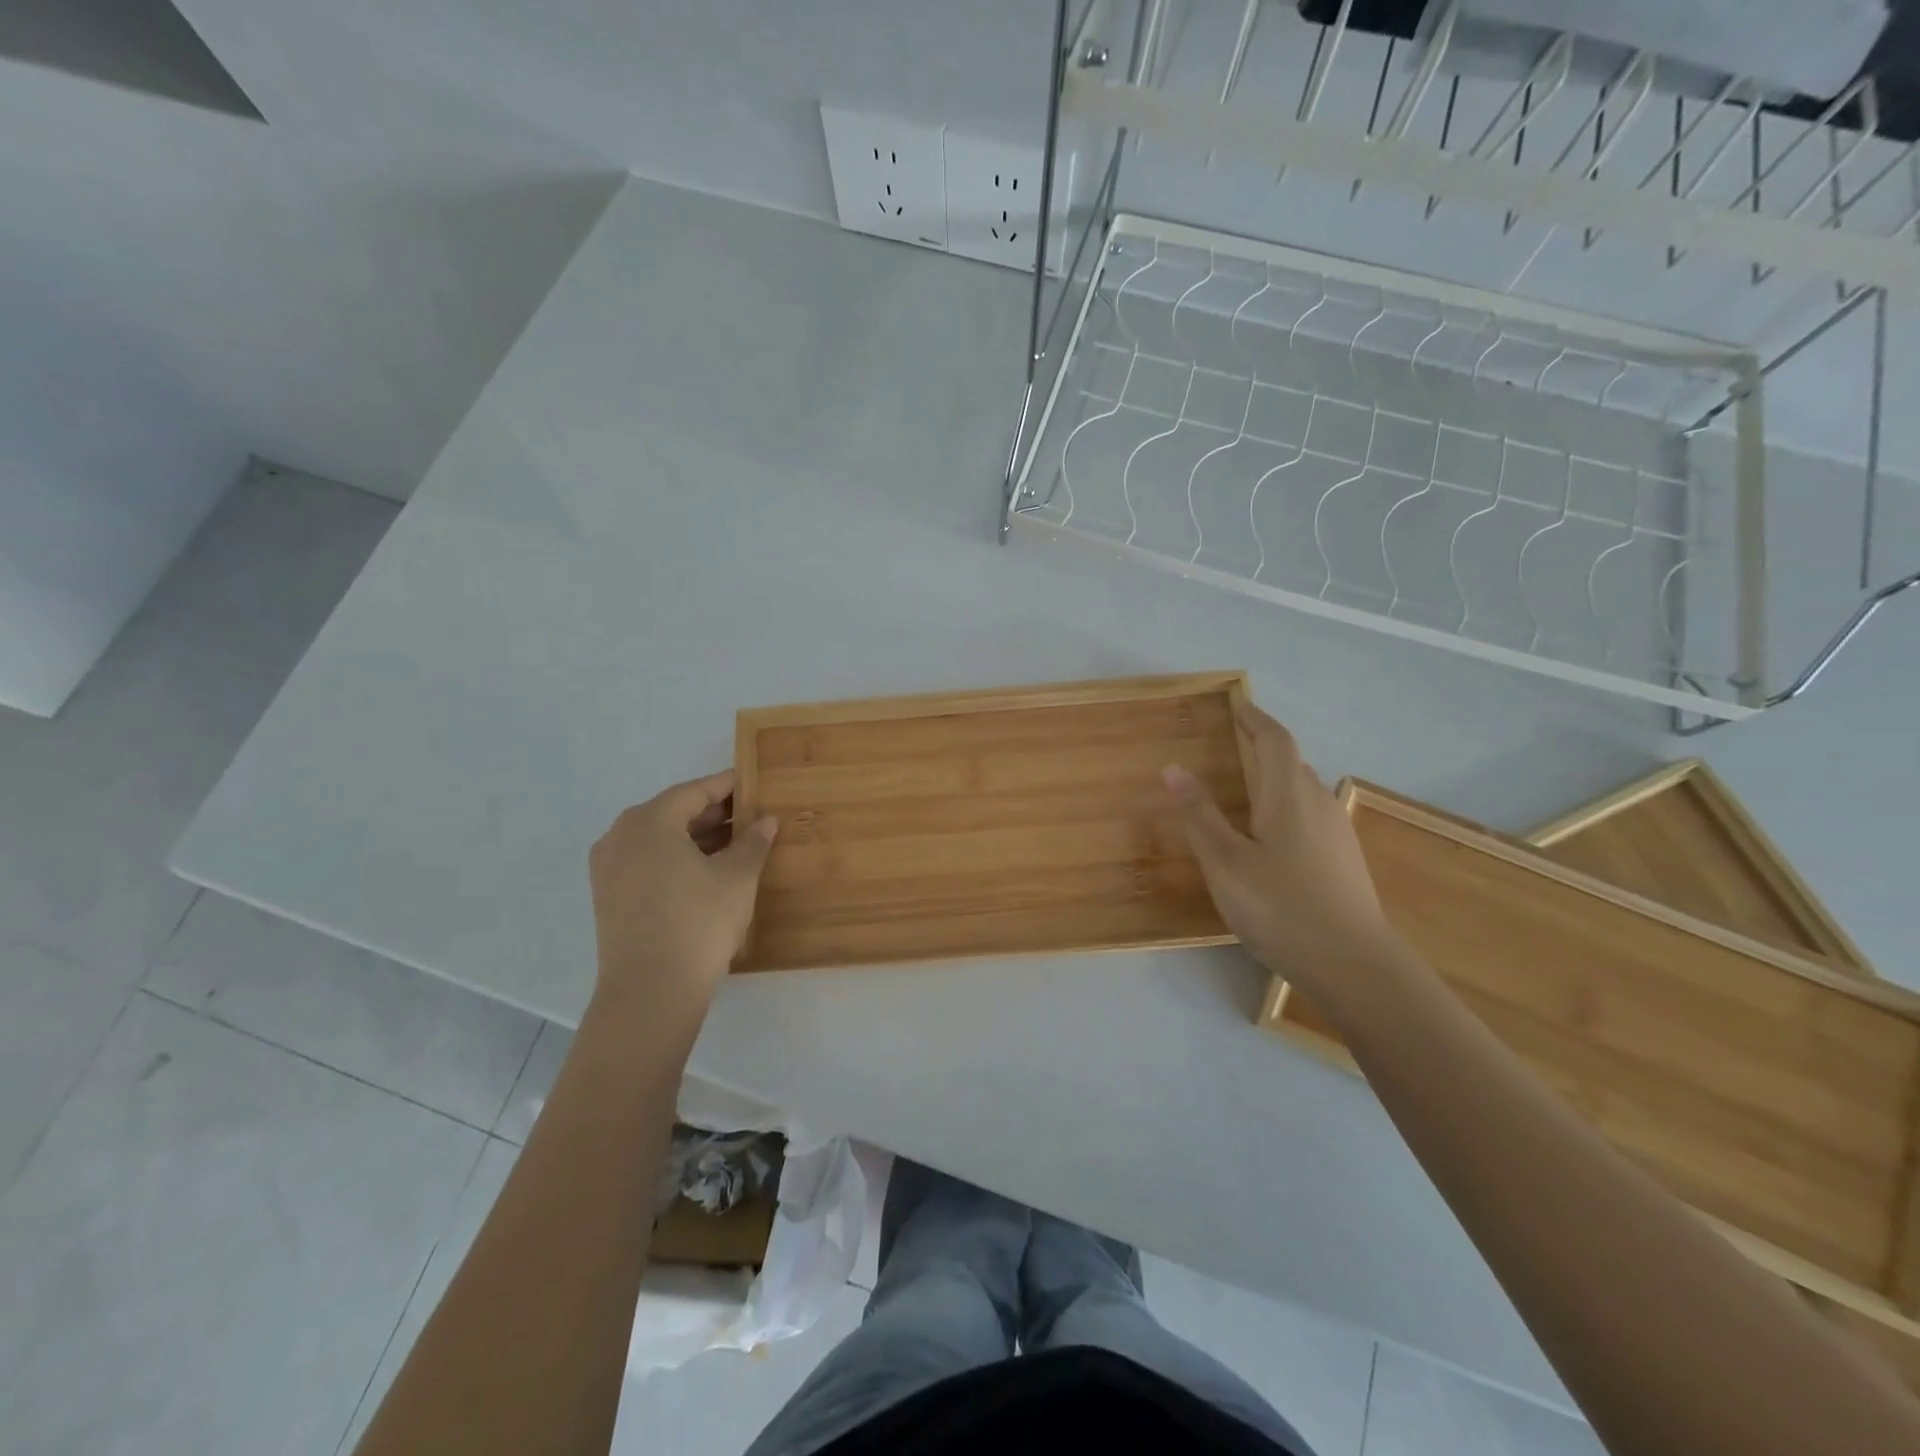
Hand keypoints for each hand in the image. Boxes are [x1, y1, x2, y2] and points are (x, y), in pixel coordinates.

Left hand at [588, 771, 776, 1016]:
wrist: (651, 992)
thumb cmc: (698, 922)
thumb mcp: (737, 877)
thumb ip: (753, 842)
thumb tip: (766, 821)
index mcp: (649, 822)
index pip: (694, 792)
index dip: (728, 787)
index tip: (754, 784)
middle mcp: (620, 837)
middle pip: (673, 813)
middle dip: (714, 815)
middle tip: (752, 817)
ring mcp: (609, 869)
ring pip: (660, 840)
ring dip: (697, 839)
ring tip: (737, 846)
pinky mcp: (610, 898)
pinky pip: (648, 863)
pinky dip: (677, 860)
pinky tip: (708, 873)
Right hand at [1163, 699, 1398, 990]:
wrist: (1355, 966)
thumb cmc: (1281, 907)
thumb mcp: (1225, 863)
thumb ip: (1199, 815)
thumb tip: (1173, 768)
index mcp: (1289, 796)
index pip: (1276, 741)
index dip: (1256, 720)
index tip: (1237, 706)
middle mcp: (1319, 804)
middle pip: (1292, 764)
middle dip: (1263, 750)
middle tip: (1231, 749)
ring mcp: (1338, 833)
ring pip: (1303, 791)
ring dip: (1275, 781)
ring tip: (1243, 793)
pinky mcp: (1344, 859)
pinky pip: (1311, 815)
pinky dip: (1286, 808)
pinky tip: (1269, 839)